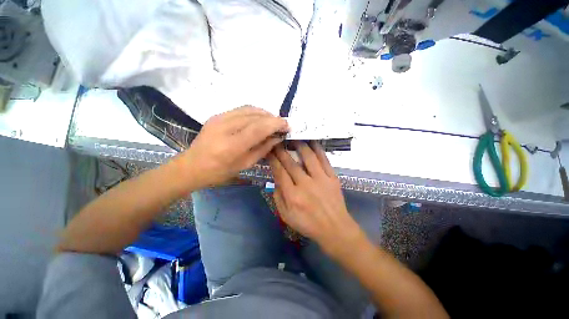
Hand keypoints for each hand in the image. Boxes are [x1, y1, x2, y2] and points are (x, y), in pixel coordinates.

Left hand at [179, 106, 287, 188]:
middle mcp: (225, 127)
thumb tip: (277, 137)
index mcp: (232, 145)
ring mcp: (219, 118)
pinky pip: (241, 109)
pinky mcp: (217, 115)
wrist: (191, 166)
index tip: (287, 125)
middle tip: (282, 124)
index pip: (258, 128)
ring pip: (249, 109)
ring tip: (272, 121)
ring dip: (264, 113)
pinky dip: (254, 112)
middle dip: (272, 118)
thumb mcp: (245, 164)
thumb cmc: (219, 172)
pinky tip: (259, 119)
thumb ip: (262, 149)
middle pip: (255, 116)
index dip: (275, 124)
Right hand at [269, 142, 365, 256]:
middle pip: (291, 163)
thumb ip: (278, 198)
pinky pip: (324, 160)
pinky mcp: (332, 177)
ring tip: (294, 139)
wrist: (335, 228)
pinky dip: (318, 149)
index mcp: (293, 196)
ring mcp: (321, 179)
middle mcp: (306, 185)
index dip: (273, 160)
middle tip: (278, 141)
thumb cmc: (308, 224)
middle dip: (282, 151)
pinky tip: (312, 142)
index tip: (269, 151)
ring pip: (308, 157)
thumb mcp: (286, 216)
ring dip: (300, 145)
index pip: (280, 172)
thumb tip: (276, 180)